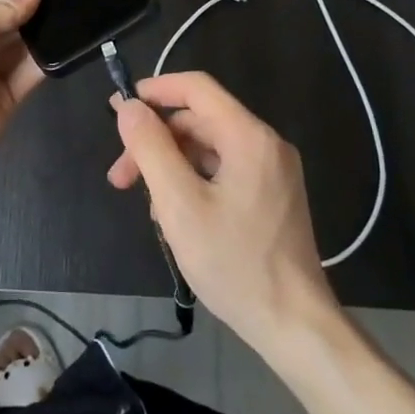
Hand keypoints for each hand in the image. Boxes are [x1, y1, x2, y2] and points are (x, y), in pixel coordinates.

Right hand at [107, 71, 337, 351]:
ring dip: (171, 167)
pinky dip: (194, 182)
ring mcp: (272, 170)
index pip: (196, 88)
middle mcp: (265, 144)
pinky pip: (223, 170)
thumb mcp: (180, 204)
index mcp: (248, 136)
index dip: (155, 90)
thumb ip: (151, 149)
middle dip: (156, 142)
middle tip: (121, 177)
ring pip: (208, 149)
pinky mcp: (272, 195)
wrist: (294, 326)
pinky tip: (176, 218)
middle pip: (199, 121)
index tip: (120, 109)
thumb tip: (129, 107)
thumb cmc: (234, 263)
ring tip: (150, 208)